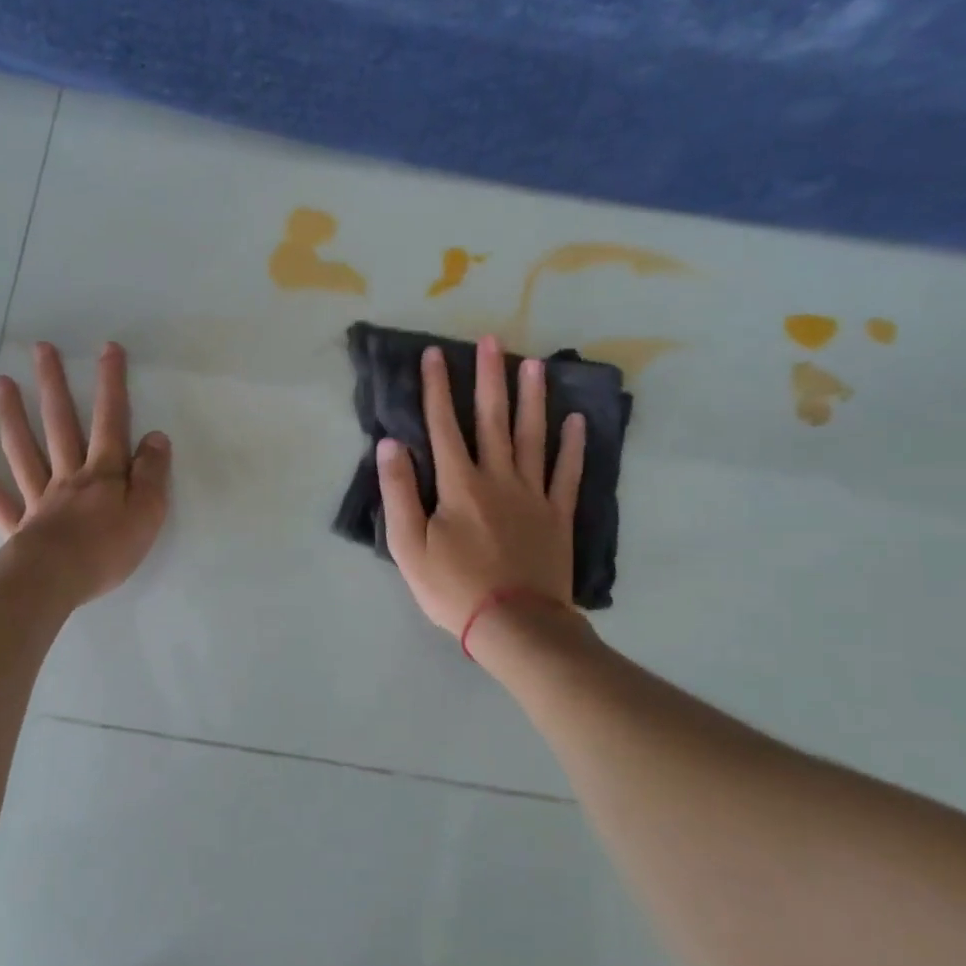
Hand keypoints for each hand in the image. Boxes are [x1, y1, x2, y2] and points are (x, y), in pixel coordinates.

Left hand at [0, 341, 171, 606]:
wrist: (54, 583)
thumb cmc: (107, 550)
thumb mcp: (148, 513)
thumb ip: (153, 474)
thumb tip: (156, 437)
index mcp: (103, 473)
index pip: (110, 420)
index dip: (111, 384)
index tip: (107, 349)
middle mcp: (67, 475)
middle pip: (59, 423)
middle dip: (53, 384)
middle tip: (41, 349)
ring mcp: (37, 497)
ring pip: (23, 449)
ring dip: (12, 414)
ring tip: (0, 382)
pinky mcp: (17, 524)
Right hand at [377, 336, 585, 642]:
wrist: (516, 625)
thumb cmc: (454, 588)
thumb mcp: (409, 546)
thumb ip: (399, 492)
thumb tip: (390, 443)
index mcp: (459, 484)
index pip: (443, 425)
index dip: (437, 388)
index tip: (434, 354)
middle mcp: (498, 477)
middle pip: (493, 419)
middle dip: (489, 377)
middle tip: (492, 340)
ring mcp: (533, 494)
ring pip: (533, 436)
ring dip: (532, 398)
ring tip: (534, 364)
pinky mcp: (557, 514)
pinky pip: (567, 472)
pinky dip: (572, 445)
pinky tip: (575, 420)